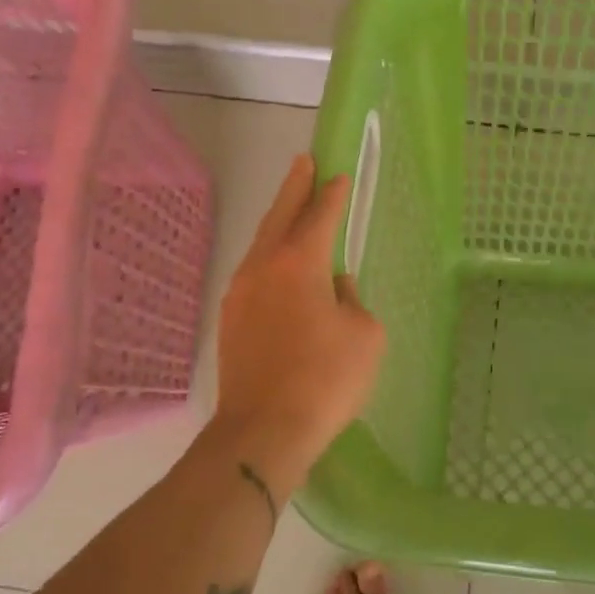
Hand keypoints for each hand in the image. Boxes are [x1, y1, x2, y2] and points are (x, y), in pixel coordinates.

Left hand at [214, 154, 385, 491]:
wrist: (263, 432)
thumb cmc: (325, 380)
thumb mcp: (365, 336)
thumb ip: (353, 301)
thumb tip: (335, 289)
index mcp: (299, 262)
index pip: (319, 215)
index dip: (331, 194)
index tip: (338, 175)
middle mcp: (263, 267)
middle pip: (279, 215)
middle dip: (294, 187)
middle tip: (304, 162)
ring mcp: (240, 293)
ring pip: (261, 244)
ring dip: (278, 222)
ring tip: (291, 210)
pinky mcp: (230, 321)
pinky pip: (253, 273)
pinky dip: (269, 257)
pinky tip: (279, 269)